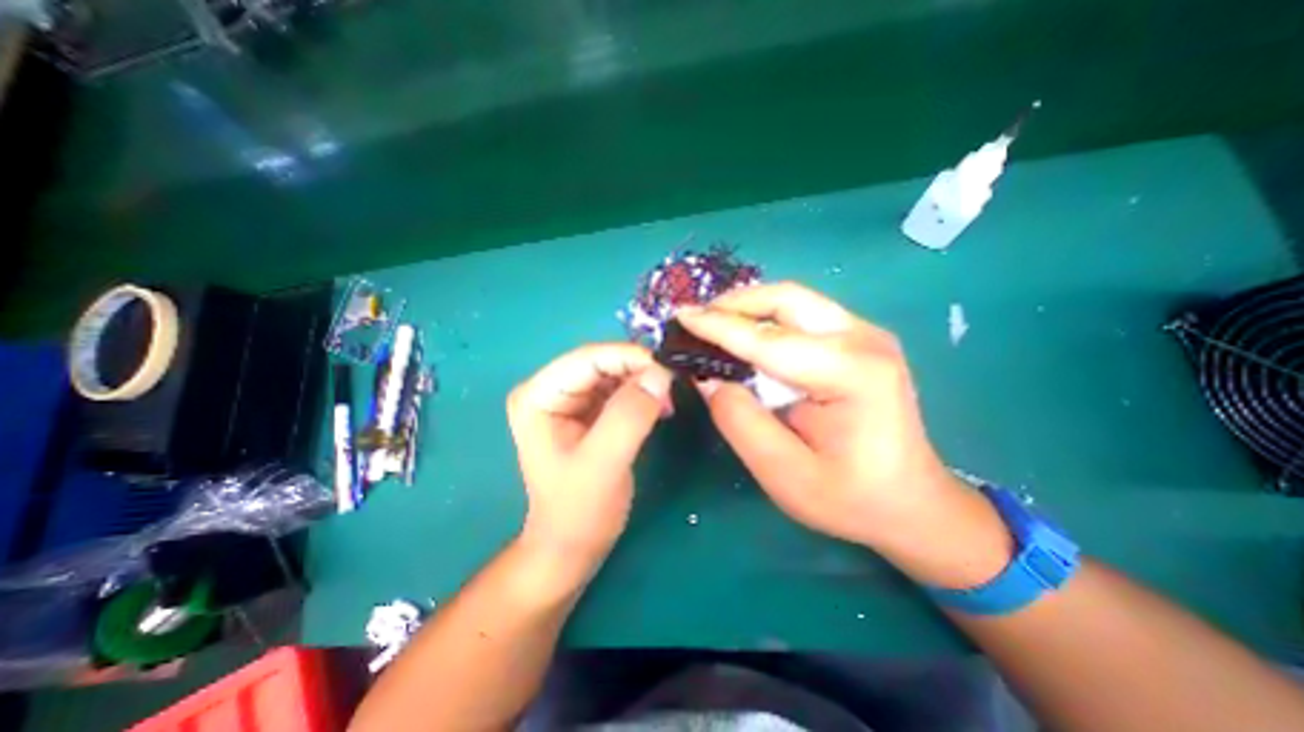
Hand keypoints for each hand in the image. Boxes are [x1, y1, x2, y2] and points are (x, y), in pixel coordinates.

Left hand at [506, 345, 672, 578]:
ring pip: (614, 373)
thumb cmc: (579, 511)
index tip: (668, 367)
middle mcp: (550, 389)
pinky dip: (643, 393)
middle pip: (602, 362)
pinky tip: (661, 408)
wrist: (572, 546)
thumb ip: (629, 416)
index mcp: (539, 396)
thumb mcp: (603, 464)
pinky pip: (620, 389)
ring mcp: (570, 399)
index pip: (587, 358)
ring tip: (668, 400)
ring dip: (644, 381)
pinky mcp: (588, 411)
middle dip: (639, 369)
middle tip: (672, 385)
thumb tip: (660, 374)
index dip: (629, 356)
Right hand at [677, 280, 1013, 589]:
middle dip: (734, 303)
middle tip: (696, 319)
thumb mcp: (784, 473)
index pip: (768, 340)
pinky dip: (767, 317)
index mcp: (852, 374)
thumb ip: (740, 421)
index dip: (718, 326)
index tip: (681, 316)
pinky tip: (746, 333)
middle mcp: (864, 339)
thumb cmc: (850, 497)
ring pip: (795, 299)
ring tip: (713, 324)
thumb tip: (708, 378)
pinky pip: (803, 313)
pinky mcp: (860, 339)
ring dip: (749, 307)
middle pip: (787, 299)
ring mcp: (866, 334)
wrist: (911, 502)